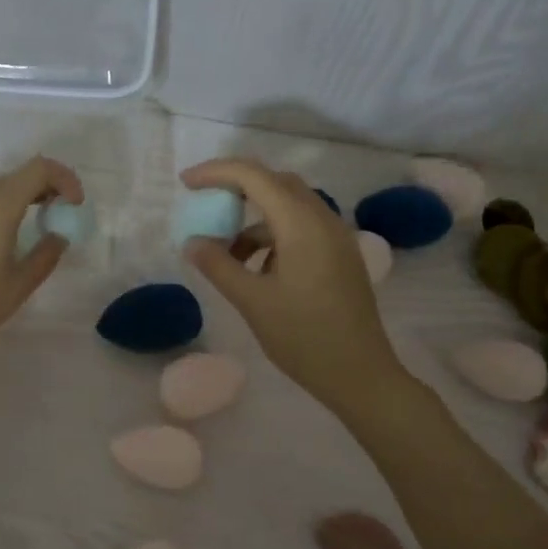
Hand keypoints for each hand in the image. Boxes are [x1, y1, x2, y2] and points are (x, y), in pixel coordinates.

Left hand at [0, 156, 83, 363]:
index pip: (40, 169)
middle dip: (43, 192)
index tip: (74, 205)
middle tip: (55, 219)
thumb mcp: (19, 285)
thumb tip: (58, 235)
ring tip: (22, 234)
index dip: (65, 179)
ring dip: (16, 202)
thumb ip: (46, 254)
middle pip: (16, 178)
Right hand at [181, 158, 403, 413]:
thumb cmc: (304, 338)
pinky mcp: (341, 256)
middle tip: (205, 205)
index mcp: (302, 224)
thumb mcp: (252, 301)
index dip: (217, 172)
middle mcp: (324, 219)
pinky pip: (302, 228)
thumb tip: (192, 242)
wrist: (361, 376)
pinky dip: (273, 236)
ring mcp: (337, 237)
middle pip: (275, 182)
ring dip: (254, 219)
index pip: (254, 176)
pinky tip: (257, 270)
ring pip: (289, 207)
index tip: (185, 183)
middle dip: (236, 187)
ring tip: (226, 253)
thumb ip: (218, 265)